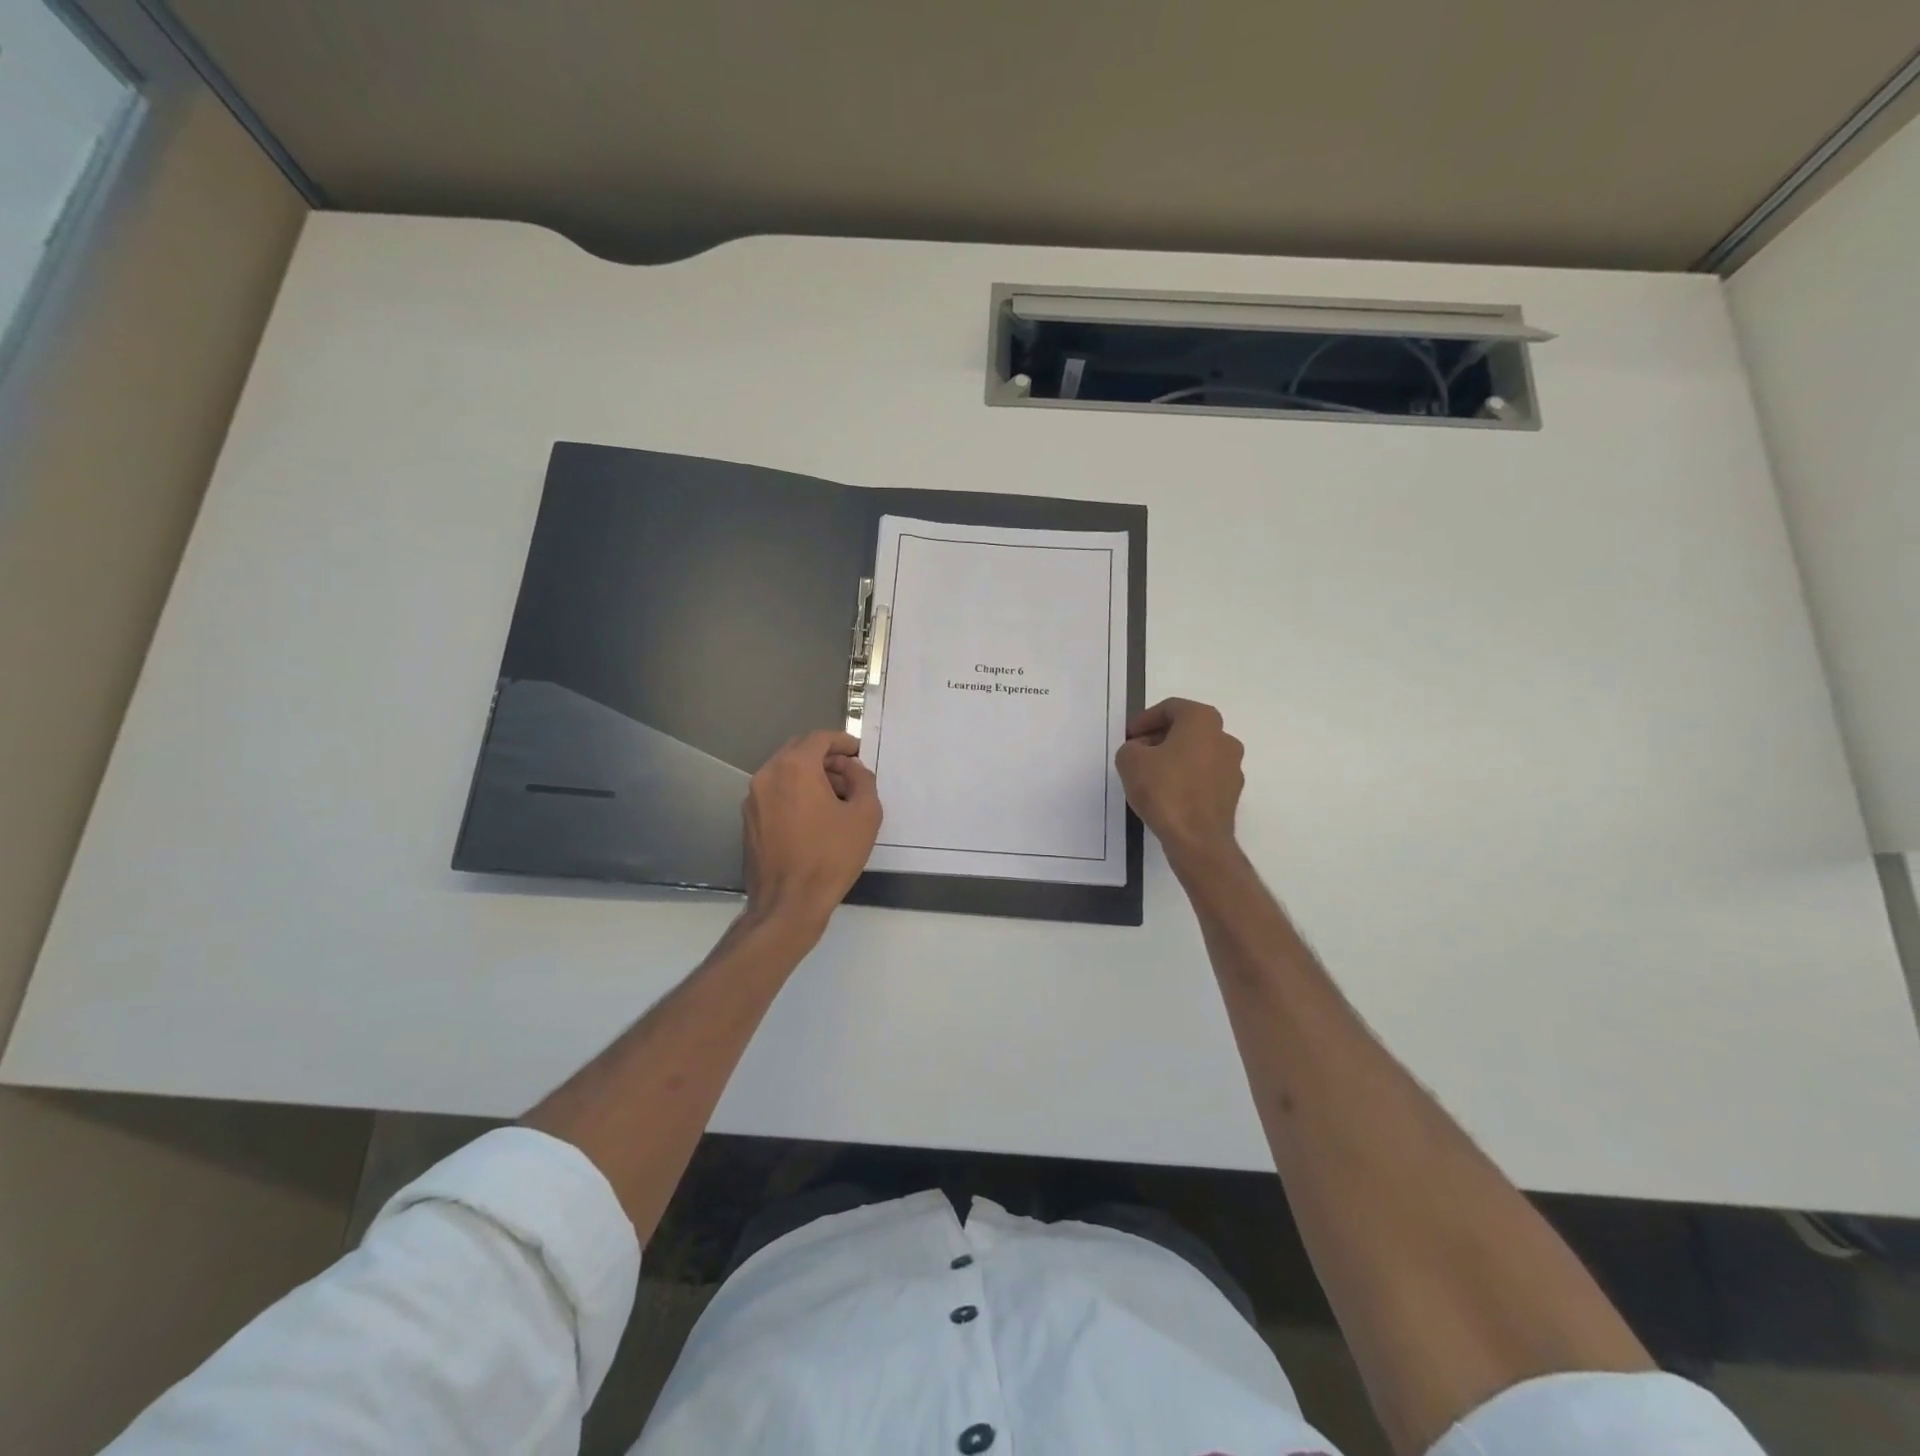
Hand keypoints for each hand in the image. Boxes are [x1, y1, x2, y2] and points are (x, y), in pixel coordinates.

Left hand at [742, 730, 882, 931]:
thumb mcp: (865, 815)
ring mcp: (753, 798)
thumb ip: (864, 781)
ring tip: (836, 798)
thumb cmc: (831, 857)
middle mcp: (767, 775)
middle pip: (799, 751)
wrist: (788, 903)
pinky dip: (795, 793)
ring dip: (810, 776)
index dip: (843, 741)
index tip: (858, 753)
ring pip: (785, 772)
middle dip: (826, 757)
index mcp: (794, 767)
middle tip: (850, 774)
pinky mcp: (748, 820)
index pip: (819, 738)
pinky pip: (775, 793)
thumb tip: (853, 770)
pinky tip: (814, 817)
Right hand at [1115, 698, 1243, 862]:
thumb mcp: (1130, 761)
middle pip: (1187, 728)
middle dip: (1160, 737)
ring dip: (1174, 757)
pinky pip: (1205, 775)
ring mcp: (1233, 766)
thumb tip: (1142, 751)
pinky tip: (1168, 794)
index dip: (1145, 719)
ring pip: (1197, 752)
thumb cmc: (1164, 790)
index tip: (1129, 737)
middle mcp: (1224, 737)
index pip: (1170, 708)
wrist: (1197, 839)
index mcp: (1202, 721)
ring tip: (1150, 776)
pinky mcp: (1232, 792)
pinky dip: (1187, 777)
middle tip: (1138, 753)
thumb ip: (1131, 747)